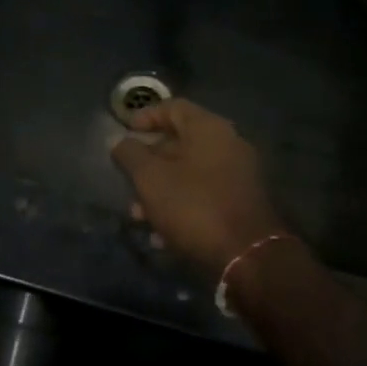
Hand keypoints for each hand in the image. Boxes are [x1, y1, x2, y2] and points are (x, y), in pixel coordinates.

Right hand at [110, 99, 285, 273]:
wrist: (248, 258)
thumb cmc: (194, 206)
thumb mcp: (150, 178)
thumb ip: (130, 154)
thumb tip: (118, 141)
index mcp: (209, 129)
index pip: (173, 107)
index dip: (145, 116)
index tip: (124, 132)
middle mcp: (229, 145)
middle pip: (180, 142)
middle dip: (148, 162)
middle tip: (127, 179)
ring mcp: (238, 176)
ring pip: (189, 174)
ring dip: (161, 190)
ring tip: (138, 215)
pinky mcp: (242, 205)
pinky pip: (204, 196)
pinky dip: (181, 207)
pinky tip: (161, 235)